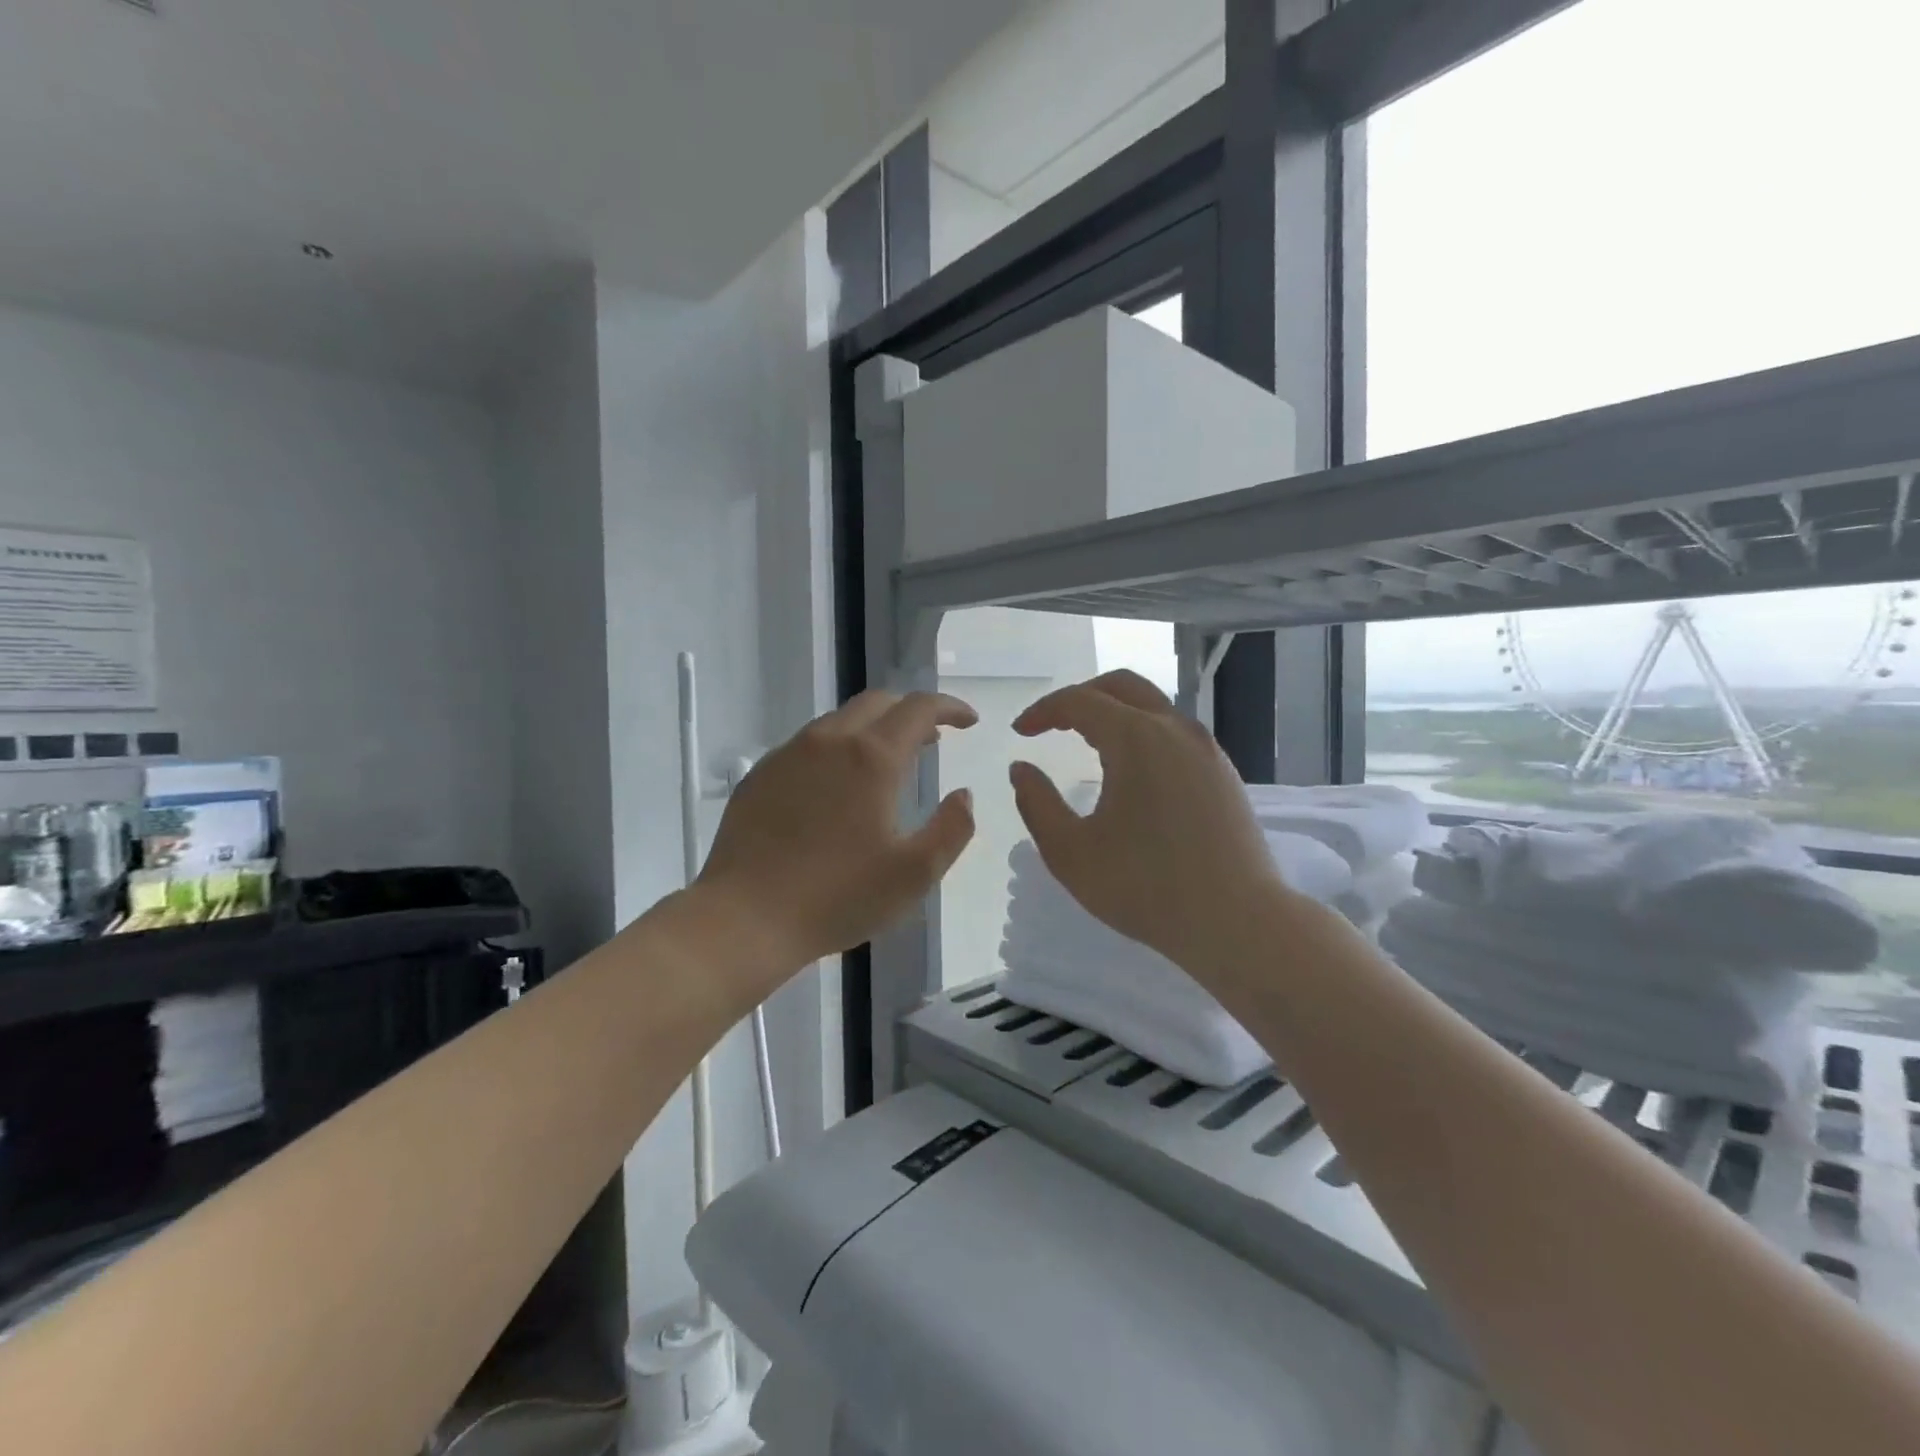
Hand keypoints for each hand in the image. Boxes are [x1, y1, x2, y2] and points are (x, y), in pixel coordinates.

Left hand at [696, 689, 977, 970]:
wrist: (745, 918)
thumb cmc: (837, 897)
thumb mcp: (914, 874)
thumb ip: (952, 829)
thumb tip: (964, 795)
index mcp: (871, 758)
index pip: (919, 708)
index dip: (950, 707)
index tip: (969, 721)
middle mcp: (828, 741)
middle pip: (878, 702)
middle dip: (911, 713)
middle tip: (931, 741)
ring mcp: (788, 755)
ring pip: (839, 721)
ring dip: (872, 730)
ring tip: (886, 764)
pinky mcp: (760, 775)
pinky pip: (807, 745)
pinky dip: (836, 750)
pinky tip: (836, 788)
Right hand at [1009, 671, 1289, 974]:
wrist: (1237, 922)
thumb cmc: (1145, 888)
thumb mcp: (1071, 853)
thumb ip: (1037, 804)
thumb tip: (1021, 769)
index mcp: (1136, 739)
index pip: (1080, 701)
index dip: (1044, 711)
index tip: (1020, 732)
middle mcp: (1175, 729)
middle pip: (1122, 687)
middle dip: (1081, 697)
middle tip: (1052, 724)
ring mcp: (1206, 749)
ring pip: (1153, 706)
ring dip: (1114, 713)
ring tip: (1086, 744)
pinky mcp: (1223, 772)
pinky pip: (1175, 732)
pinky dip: (1142, 733)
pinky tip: (1131, 771)